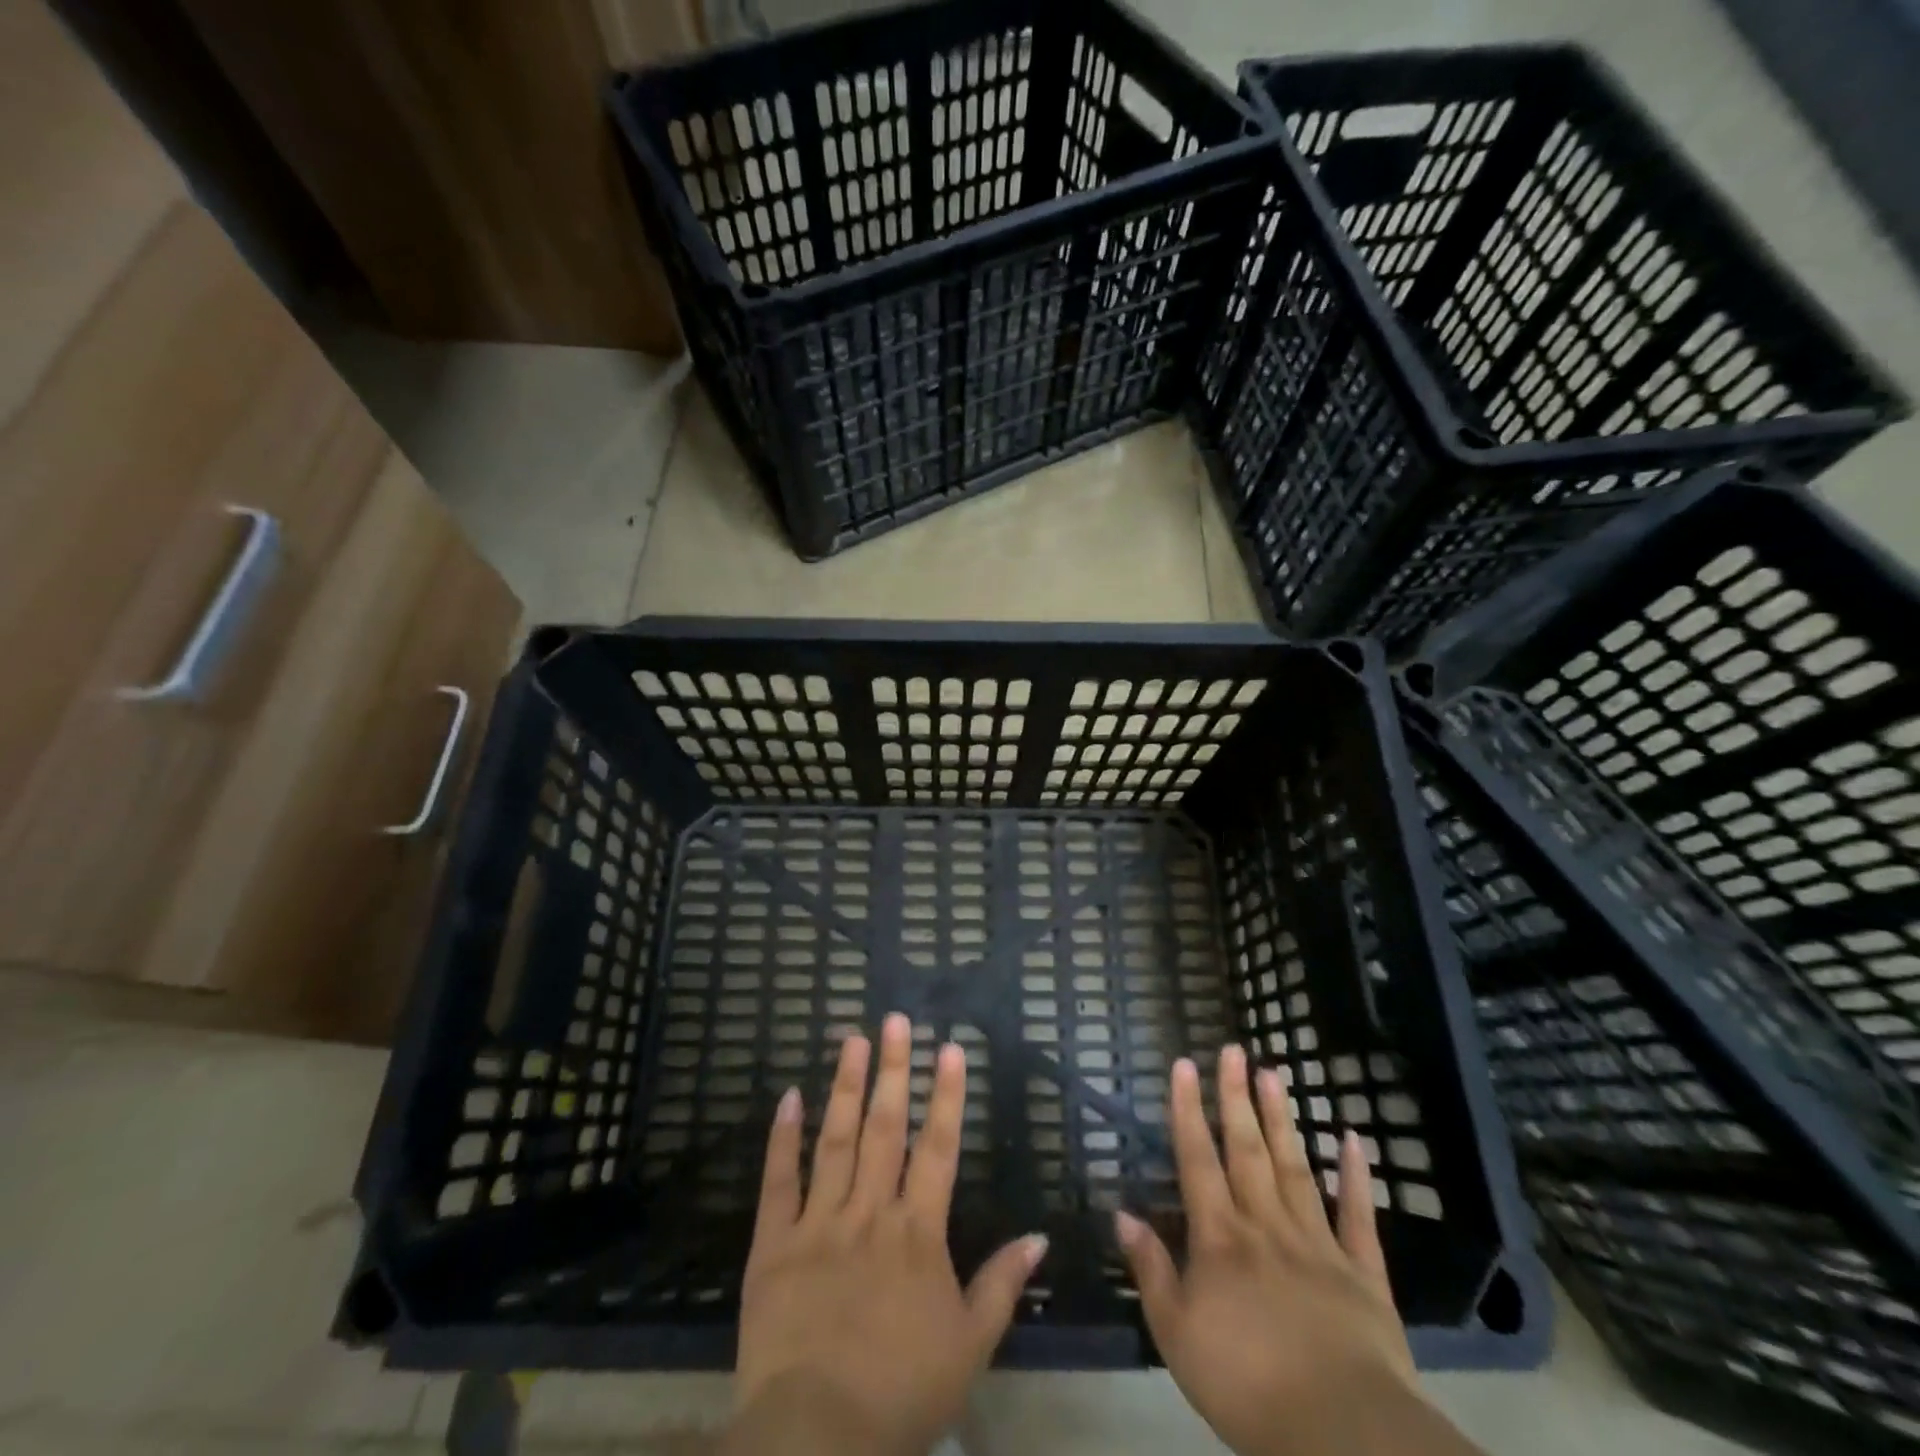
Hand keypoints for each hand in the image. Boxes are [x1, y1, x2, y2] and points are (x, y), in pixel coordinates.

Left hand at [724, 1014, 1047, 1455]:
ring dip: (847, 1086)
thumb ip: (1003, 1286)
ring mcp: (819, 1223)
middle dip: (895, 1070)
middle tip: (896, 1019)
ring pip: (836, 1139)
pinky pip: (778, 1181)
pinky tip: (790, 1095)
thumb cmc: (901, 1393)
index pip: (939, 1148)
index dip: (947, 1096)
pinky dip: (782, 1137)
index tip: (949, 1048)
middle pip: (886, 1128)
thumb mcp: (970, 1348)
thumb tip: (1040, 1236)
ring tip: (854, 1038)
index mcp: (917, 1232)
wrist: (815, 1438)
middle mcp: (870, 1212)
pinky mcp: (773, 1243)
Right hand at [1116, 1046, 1426, 1455]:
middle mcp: (1265, 1225)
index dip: (1187, 1109)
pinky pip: (1358, 1217)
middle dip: (1236, 1097)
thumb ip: (1151, 1271)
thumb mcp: (1176, 1336)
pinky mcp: (1363, 1273)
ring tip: (1274, 1073)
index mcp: (1220, 1238)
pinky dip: (1356, 1177)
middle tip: (1234, 1049)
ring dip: (1282, 1119)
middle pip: (1247, 1150)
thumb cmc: (1247, 1384)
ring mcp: (1317, 1244)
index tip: (1184, 1064)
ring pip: (1295, 1168)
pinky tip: (1352, 1139)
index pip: (1197, 1159)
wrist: (1343, 1433)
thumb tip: (1122, 1214)